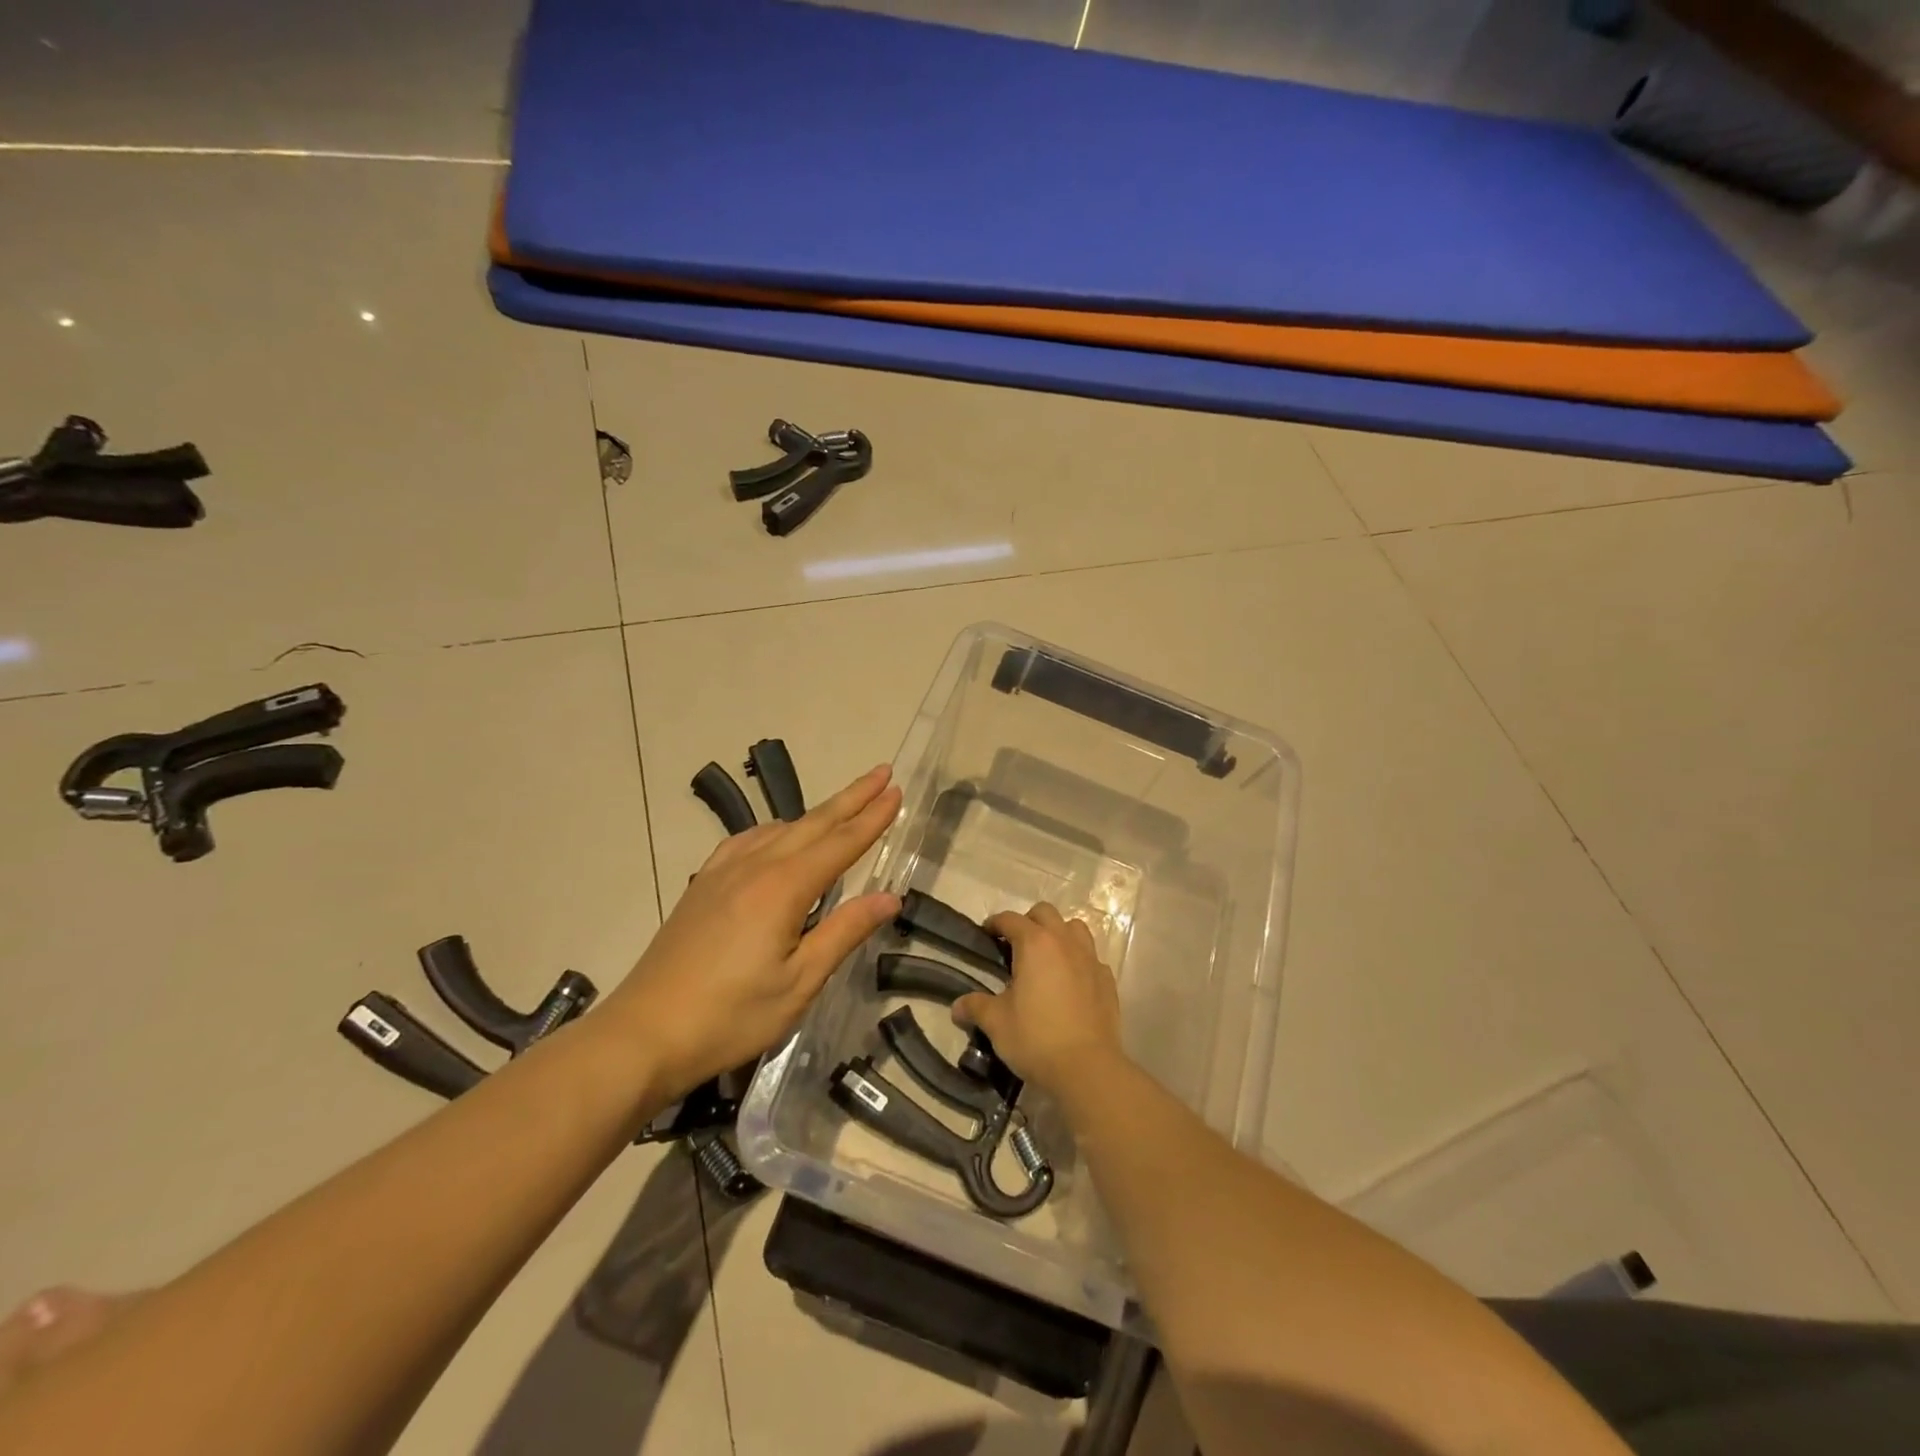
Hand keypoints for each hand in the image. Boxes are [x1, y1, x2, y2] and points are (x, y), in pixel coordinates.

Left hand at [605, 764, 902, 1100]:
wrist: (643, 1034)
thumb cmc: (730, 1016)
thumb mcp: (799, 983)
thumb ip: (844, 932)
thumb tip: (890, 897)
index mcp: (783, 888)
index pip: (840, 843)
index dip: (872, 818)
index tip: (896, 791)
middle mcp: (754, 867)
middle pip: (813, 824)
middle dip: (851, 798)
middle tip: (881, 774)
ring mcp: (723, 873)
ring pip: (780, 829)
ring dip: (816, 814)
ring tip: (842, 806)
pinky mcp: (703, 886)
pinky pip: (747, 840)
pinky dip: (775, 830)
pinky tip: (777, 837)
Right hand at [952, 903, 1123, 1095]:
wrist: (1087, 1069)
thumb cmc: (1036, 1038)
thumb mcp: (997, 1023)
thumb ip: (975, 1007)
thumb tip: (957, 1007)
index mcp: (1035, 944)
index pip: (1011, 919)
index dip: (995, 923)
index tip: (986, 934)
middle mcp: (1064, 942)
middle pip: (1045, 913)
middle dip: (1028, 922)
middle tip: (1015, 945)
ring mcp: (1090, 959)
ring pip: (1074, 928)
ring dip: (1058, 934)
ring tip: (1046, 957)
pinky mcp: (1107, 980)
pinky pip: (1091, 957)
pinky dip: (1079, 960)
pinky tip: (1071, 982)